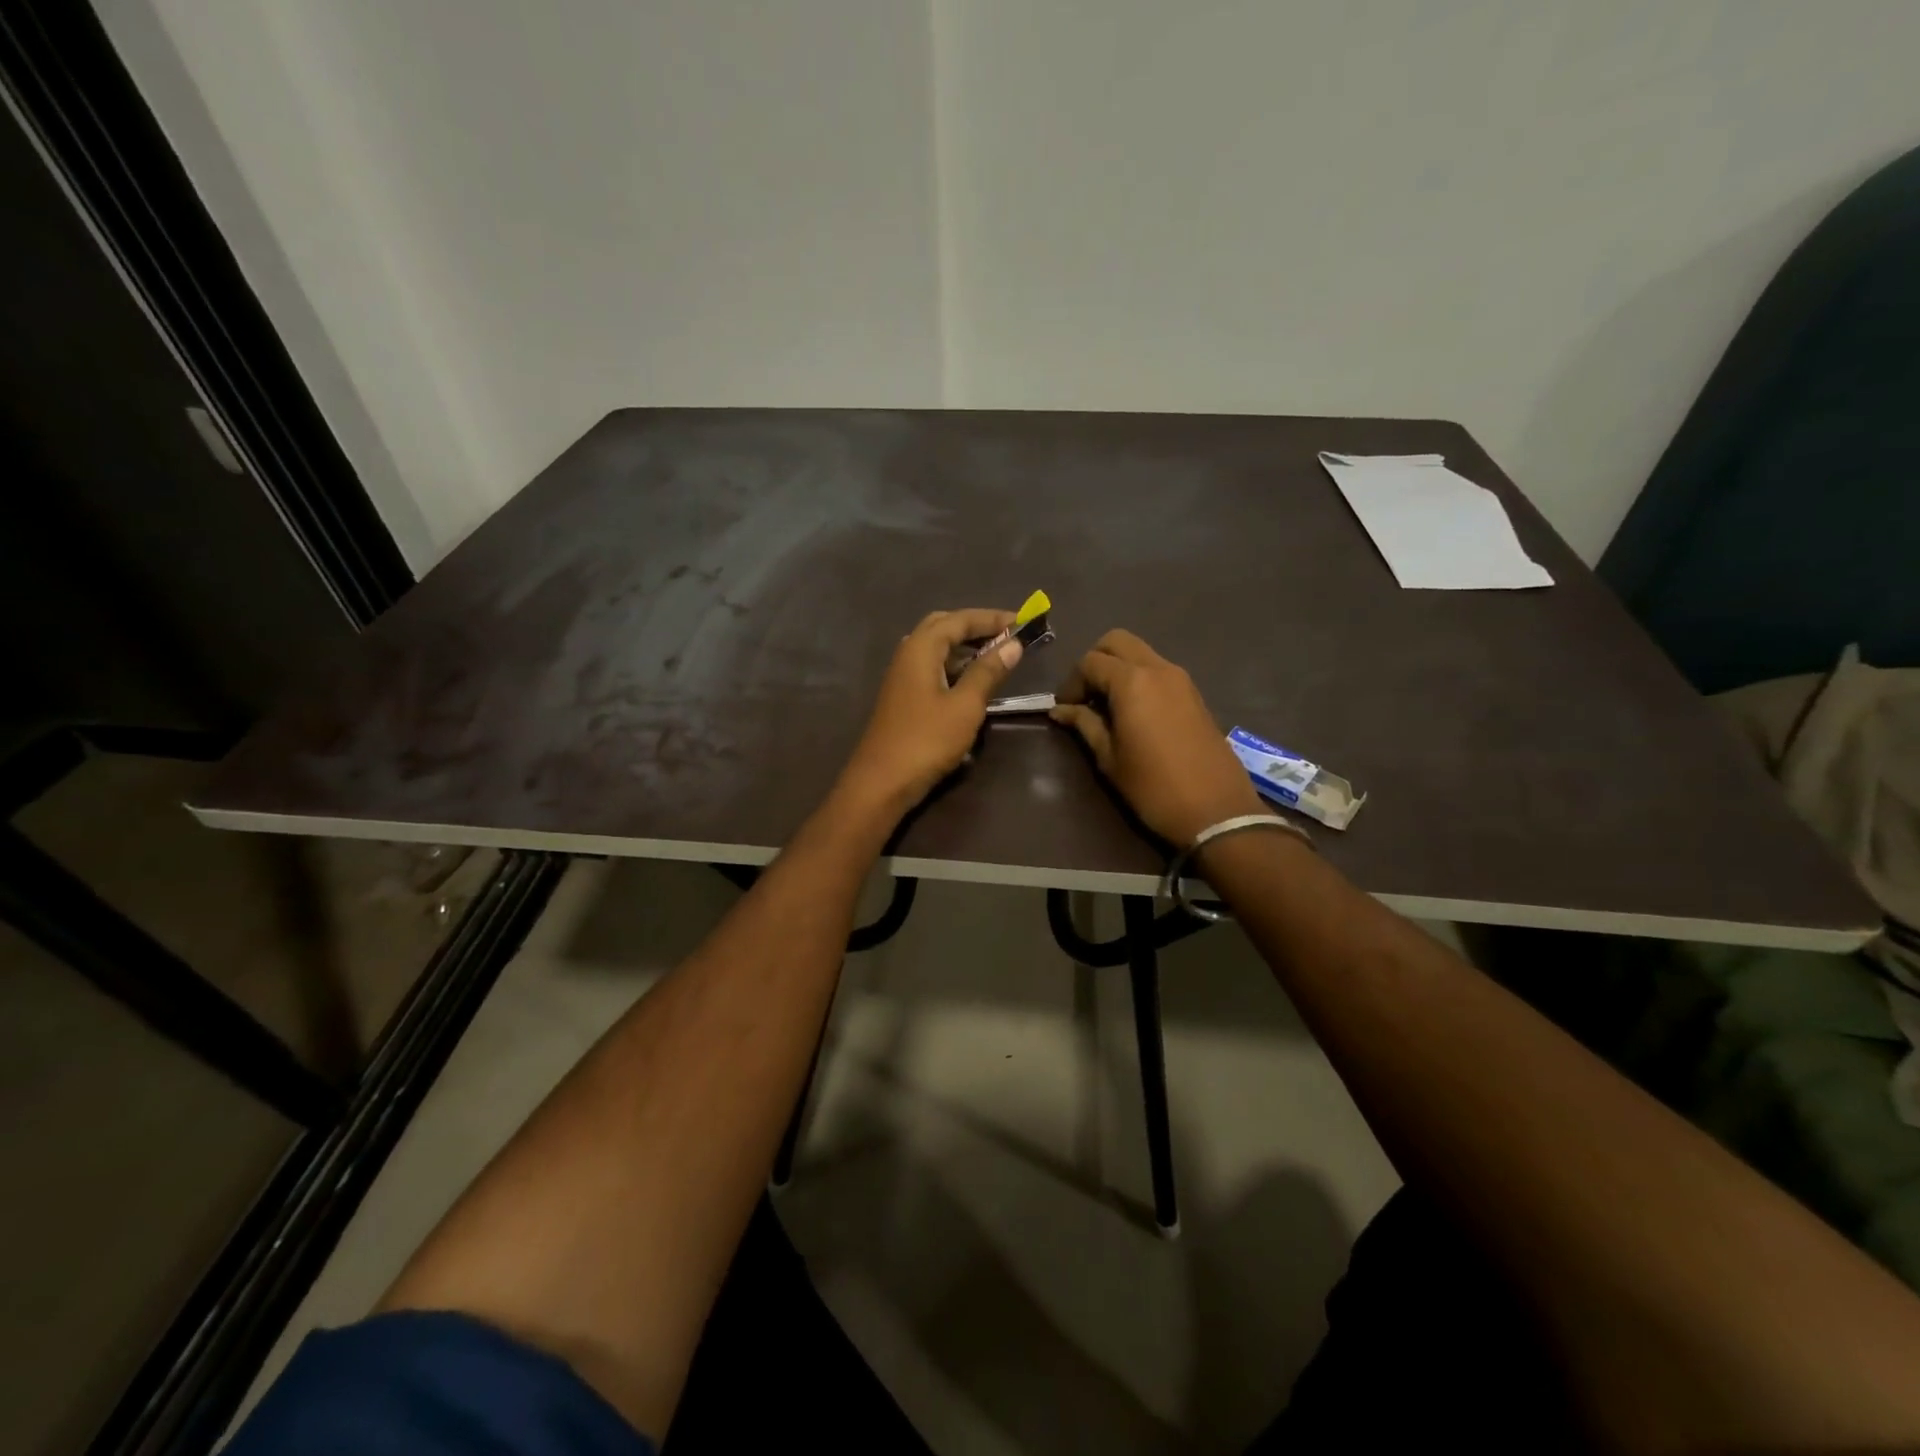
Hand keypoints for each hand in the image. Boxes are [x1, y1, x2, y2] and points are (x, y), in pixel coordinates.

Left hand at [839, 607, 1022, 816]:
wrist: (882, 781)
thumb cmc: (927, 740)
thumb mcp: (965, 705)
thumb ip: (988, 671)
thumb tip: (1012, 644)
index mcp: (921, 648)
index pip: (960, 619)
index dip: (993, 618)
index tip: (1024, 621)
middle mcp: (908, 654)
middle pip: (944, 626)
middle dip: (976, 627)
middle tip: (1008, 635)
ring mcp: (902, 675)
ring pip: (937, 648)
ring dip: (966, 646)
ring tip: (997, 656)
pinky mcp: (904, 696)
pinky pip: (932, 667)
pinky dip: (955, 666)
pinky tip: (972, 681)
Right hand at [1051, 629, 1264, 846]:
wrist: (1216, 810)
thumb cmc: (1153, 787)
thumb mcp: (1109, 758)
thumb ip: (1084, 725)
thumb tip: (1061, 710)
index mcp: (1132, 682)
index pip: (1090, 662)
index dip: (1071, 682)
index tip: (1064, 708)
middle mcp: (1158, 669)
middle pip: (1117, 641)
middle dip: (1094, 661)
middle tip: (1085, 696)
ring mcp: (1181, 679)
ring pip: (1140, 653)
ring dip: (1118, 668)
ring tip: (1106, 706)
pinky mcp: (1194, 694)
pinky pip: (1158, 670)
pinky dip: (1138, 678)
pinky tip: (1132, 712)